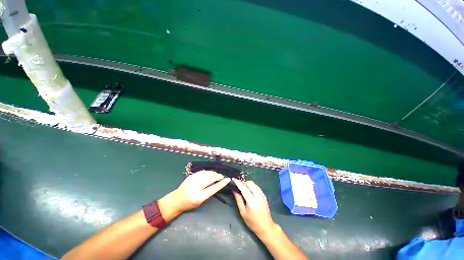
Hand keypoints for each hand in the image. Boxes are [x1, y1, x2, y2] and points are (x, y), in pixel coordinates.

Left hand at [171, 171, 229, 212]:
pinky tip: (211, 173)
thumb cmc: (189, 203)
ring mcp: (193, 179)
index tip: (228, 179)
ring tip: (217, 176)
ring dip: (214, 173)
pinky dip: (209, 172)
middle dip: (218, 176)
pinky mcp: (192, 175)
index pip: (213, 188)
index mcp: (198, 196)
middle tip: (222, 177)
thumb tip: (218, 182)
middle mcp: (196, 186)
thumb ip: (210, 191)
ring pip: (208, 173)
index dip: (222, 183)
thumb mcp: (201, 200)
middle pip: (211, 178)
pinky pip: (203, 171)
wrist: (176, 199)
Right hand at [232, 179, 277, 236]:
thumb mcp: (243, 213)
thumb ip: (238, 200)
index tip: (233, 179)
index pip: (244, 189)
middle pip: (250, 184)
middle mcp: (258, 196)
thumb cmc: (252, 222)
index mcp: (252, 202)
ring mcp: (262, 195)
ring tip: (242, 186)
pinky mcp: (264, 196)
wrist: (266, 227)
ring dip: (247, 183)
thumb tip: (234, 190)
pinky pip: (257, 187)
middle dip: (243, 182)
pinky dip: (252, 185)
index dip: (238, 183)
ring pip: (254, 184)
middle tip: (237, 184)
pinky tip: (249, 189)